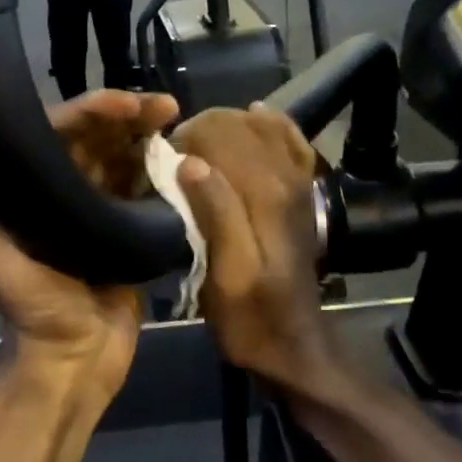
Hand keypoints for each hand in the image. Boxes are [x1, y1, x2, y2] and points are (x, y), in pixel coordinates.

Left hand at [0, 90, 180, 415]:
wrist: (77, 359)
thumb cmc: (34, 307)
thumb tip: (0, 152)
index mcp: (25, 189)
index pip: (55, 134)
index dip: (87, 111)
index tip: (123, 104)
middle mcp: (58, 192)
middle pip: (92, 139)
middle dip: (124, 116)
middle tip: (161, 106)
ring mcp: (95, 210)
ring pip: (120, 158)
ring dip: (145, 135)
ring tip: (174, 118)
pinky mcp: (126, 229)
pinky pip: (142, 188)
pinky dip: (159, 169)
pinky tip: (180, 153)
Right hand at [171, 105, 344, 395]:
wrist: (293, 344)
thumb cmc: (250, 316)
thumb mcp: (226, 275)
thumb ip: (215, 214)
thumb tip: (189, 162)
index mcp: (263, 193)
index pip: (219, 133)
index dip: (184, 140)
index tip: (161, 167)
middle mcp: (284, 177)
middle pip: (238, 124)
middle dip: (200, 130)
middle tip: (174, 162)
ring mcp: (297, 183)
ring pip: (262, 127)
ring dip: (227, 126)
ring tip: (198, 148)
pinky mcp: (301, 192)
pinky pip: (291, 142)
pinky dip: (273, 125)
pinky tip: (257, 117)